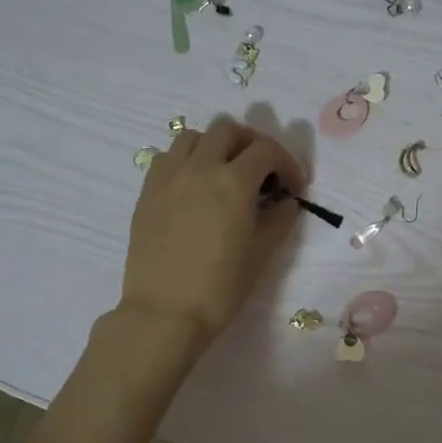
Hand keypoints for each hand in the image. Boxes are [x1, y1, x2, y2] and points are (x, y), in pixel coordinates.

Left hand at [118, 116, 306, 350]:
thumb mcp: (261, 254)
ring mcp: (169, 176)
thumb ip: (278, 220)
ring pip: (194, 136)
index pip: (267, 150)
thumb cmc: (220, 287)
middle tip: (262, 171)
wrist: (165, 312)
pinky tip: (194, 186)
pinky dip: (187, 160)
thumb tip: (285, 202)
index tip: (294, 188)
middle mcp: (200, 167)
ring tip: (225, 172)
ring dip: (216, 145)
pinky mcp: (147, 191)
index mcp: (233, 182)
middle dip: (252, 144)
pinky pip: (168, 157)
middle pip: (229, 130)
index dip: (288, 164)